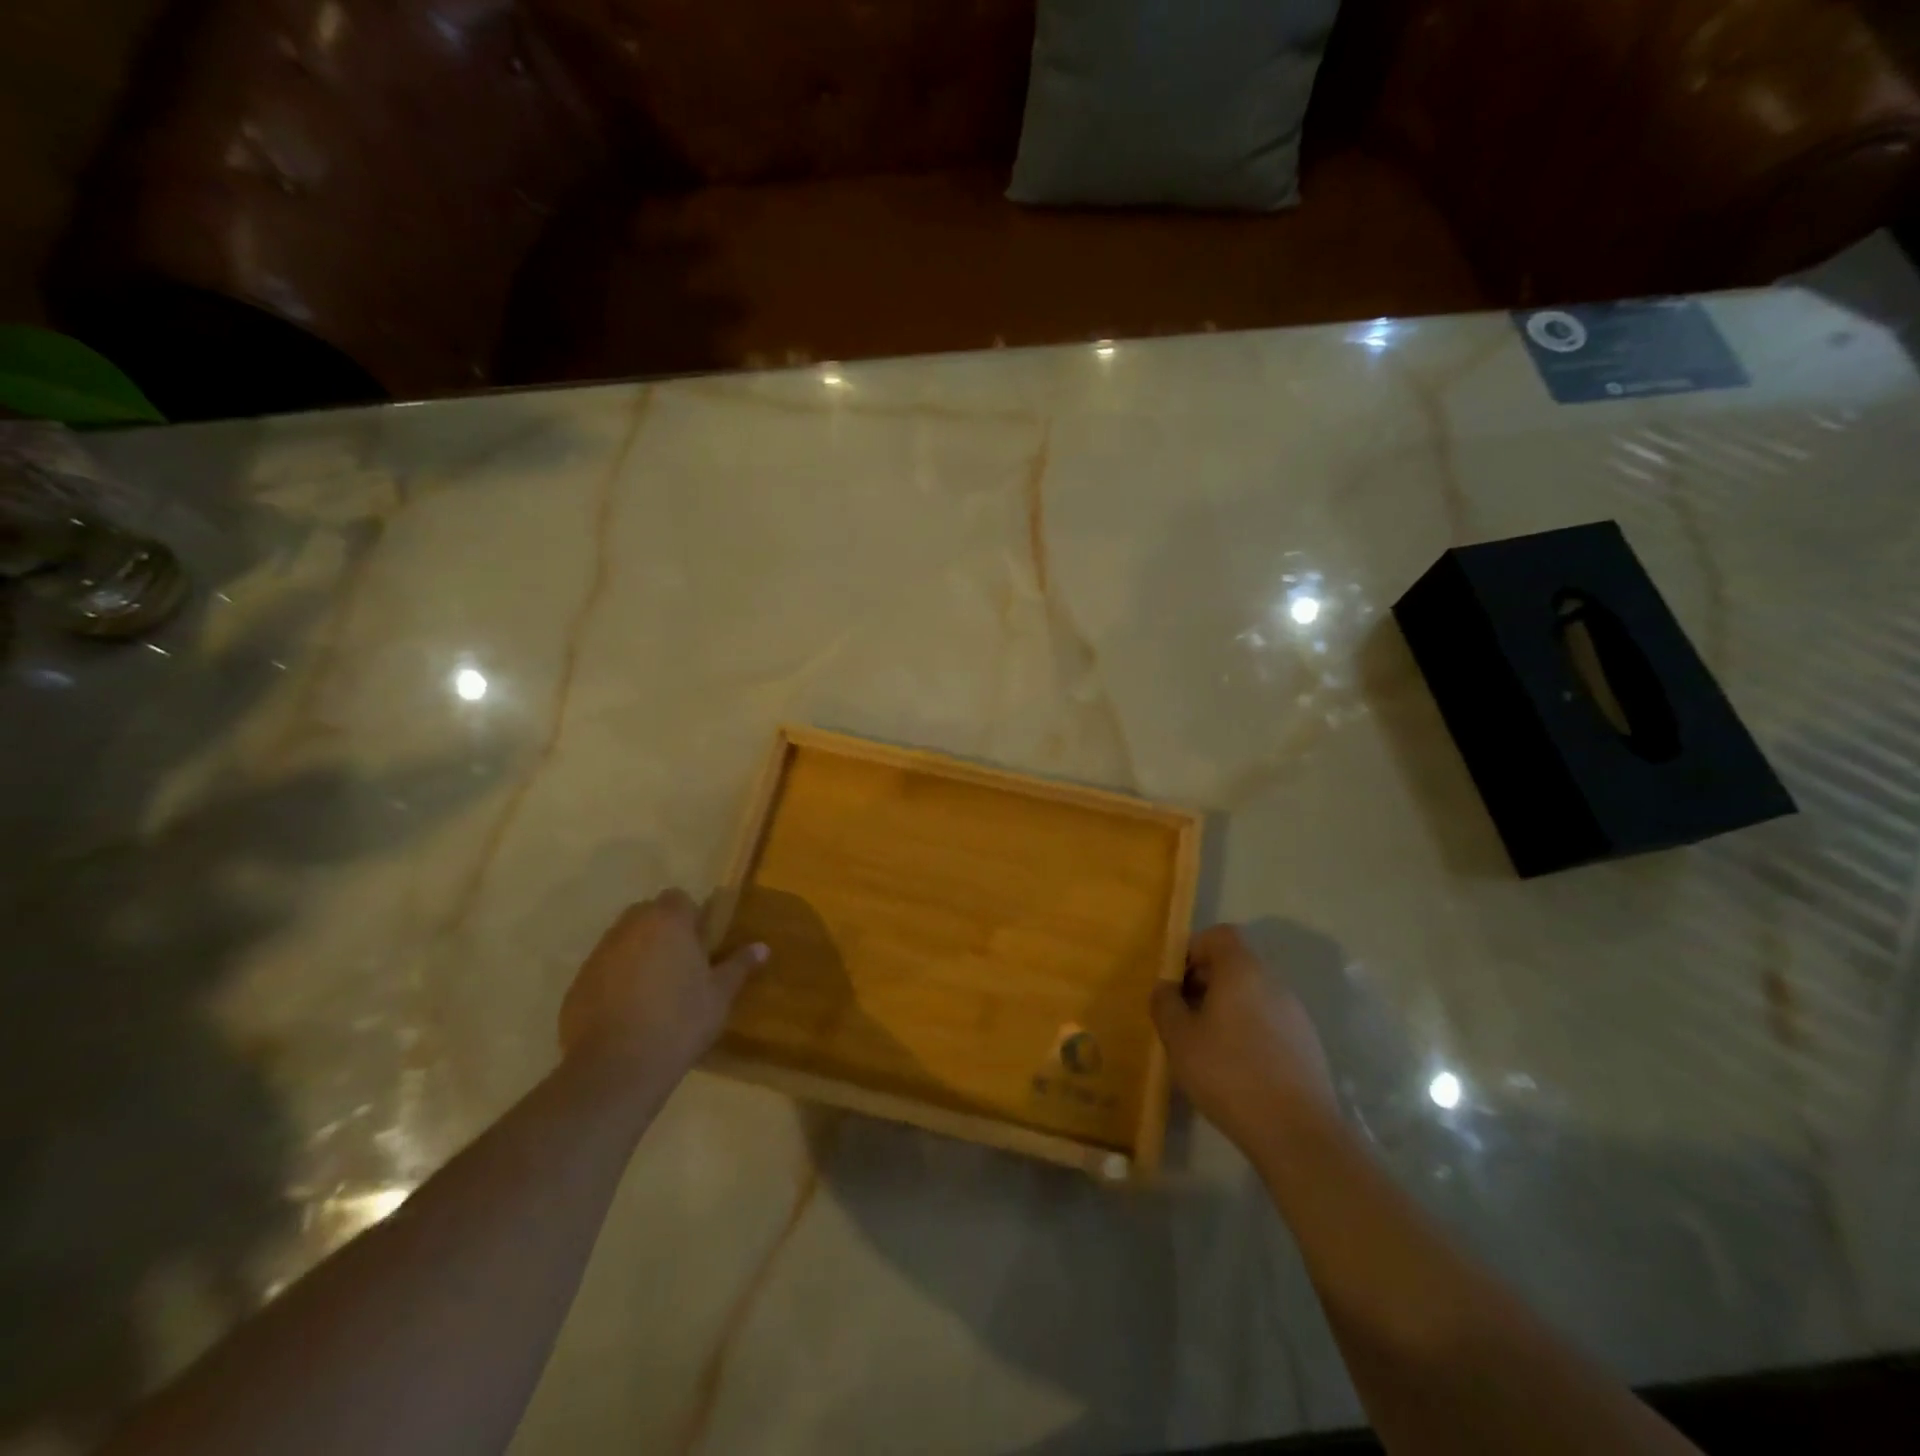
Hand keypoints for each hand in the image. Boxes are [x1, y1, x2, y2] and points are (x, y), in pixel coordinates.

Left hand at [559, 890, 766, 1079]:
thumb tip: (762, 947)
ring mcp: (598, 956)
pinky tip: (628, 1012)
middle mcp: (629, 929)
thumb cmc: (680, 1022)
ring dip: (637, 954)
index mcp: (668, 922)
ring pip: (622, 941)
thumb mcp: (719, 996)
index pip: (678, 898)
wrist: (617, 1069)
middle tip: (680, 964)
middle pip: (646, 914)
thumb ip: (739, 966)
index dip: (690, 916)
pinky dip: (614, 981)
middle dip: (662, 931)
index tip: (701, 943)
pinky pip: (602, 971)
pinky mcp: (577, 985)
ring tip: (654, 990)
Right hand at [1151, 924, 1340, 1161]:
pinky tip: (1235, 1067)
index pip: (1219, 935)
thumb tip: (1166, 987)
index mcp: (1242, 970)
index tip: (1175, 981)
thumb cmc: (1228, 1073)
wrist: (1297, 1133)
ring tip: (1205, 1044)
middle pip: (1235, 963)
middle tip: (1182, 1015)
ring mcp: (1295, 1013)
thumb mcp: (1179, 1038)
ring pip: (1251, 994)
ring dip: (1226, 1007)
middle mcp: (1273, 981)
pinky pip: (1268, 1020)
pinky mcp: (1307, 1043)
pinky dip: (1247, 1029)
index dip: (1192, 949)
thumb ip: (1165, 1003)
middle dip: (1205, 981)